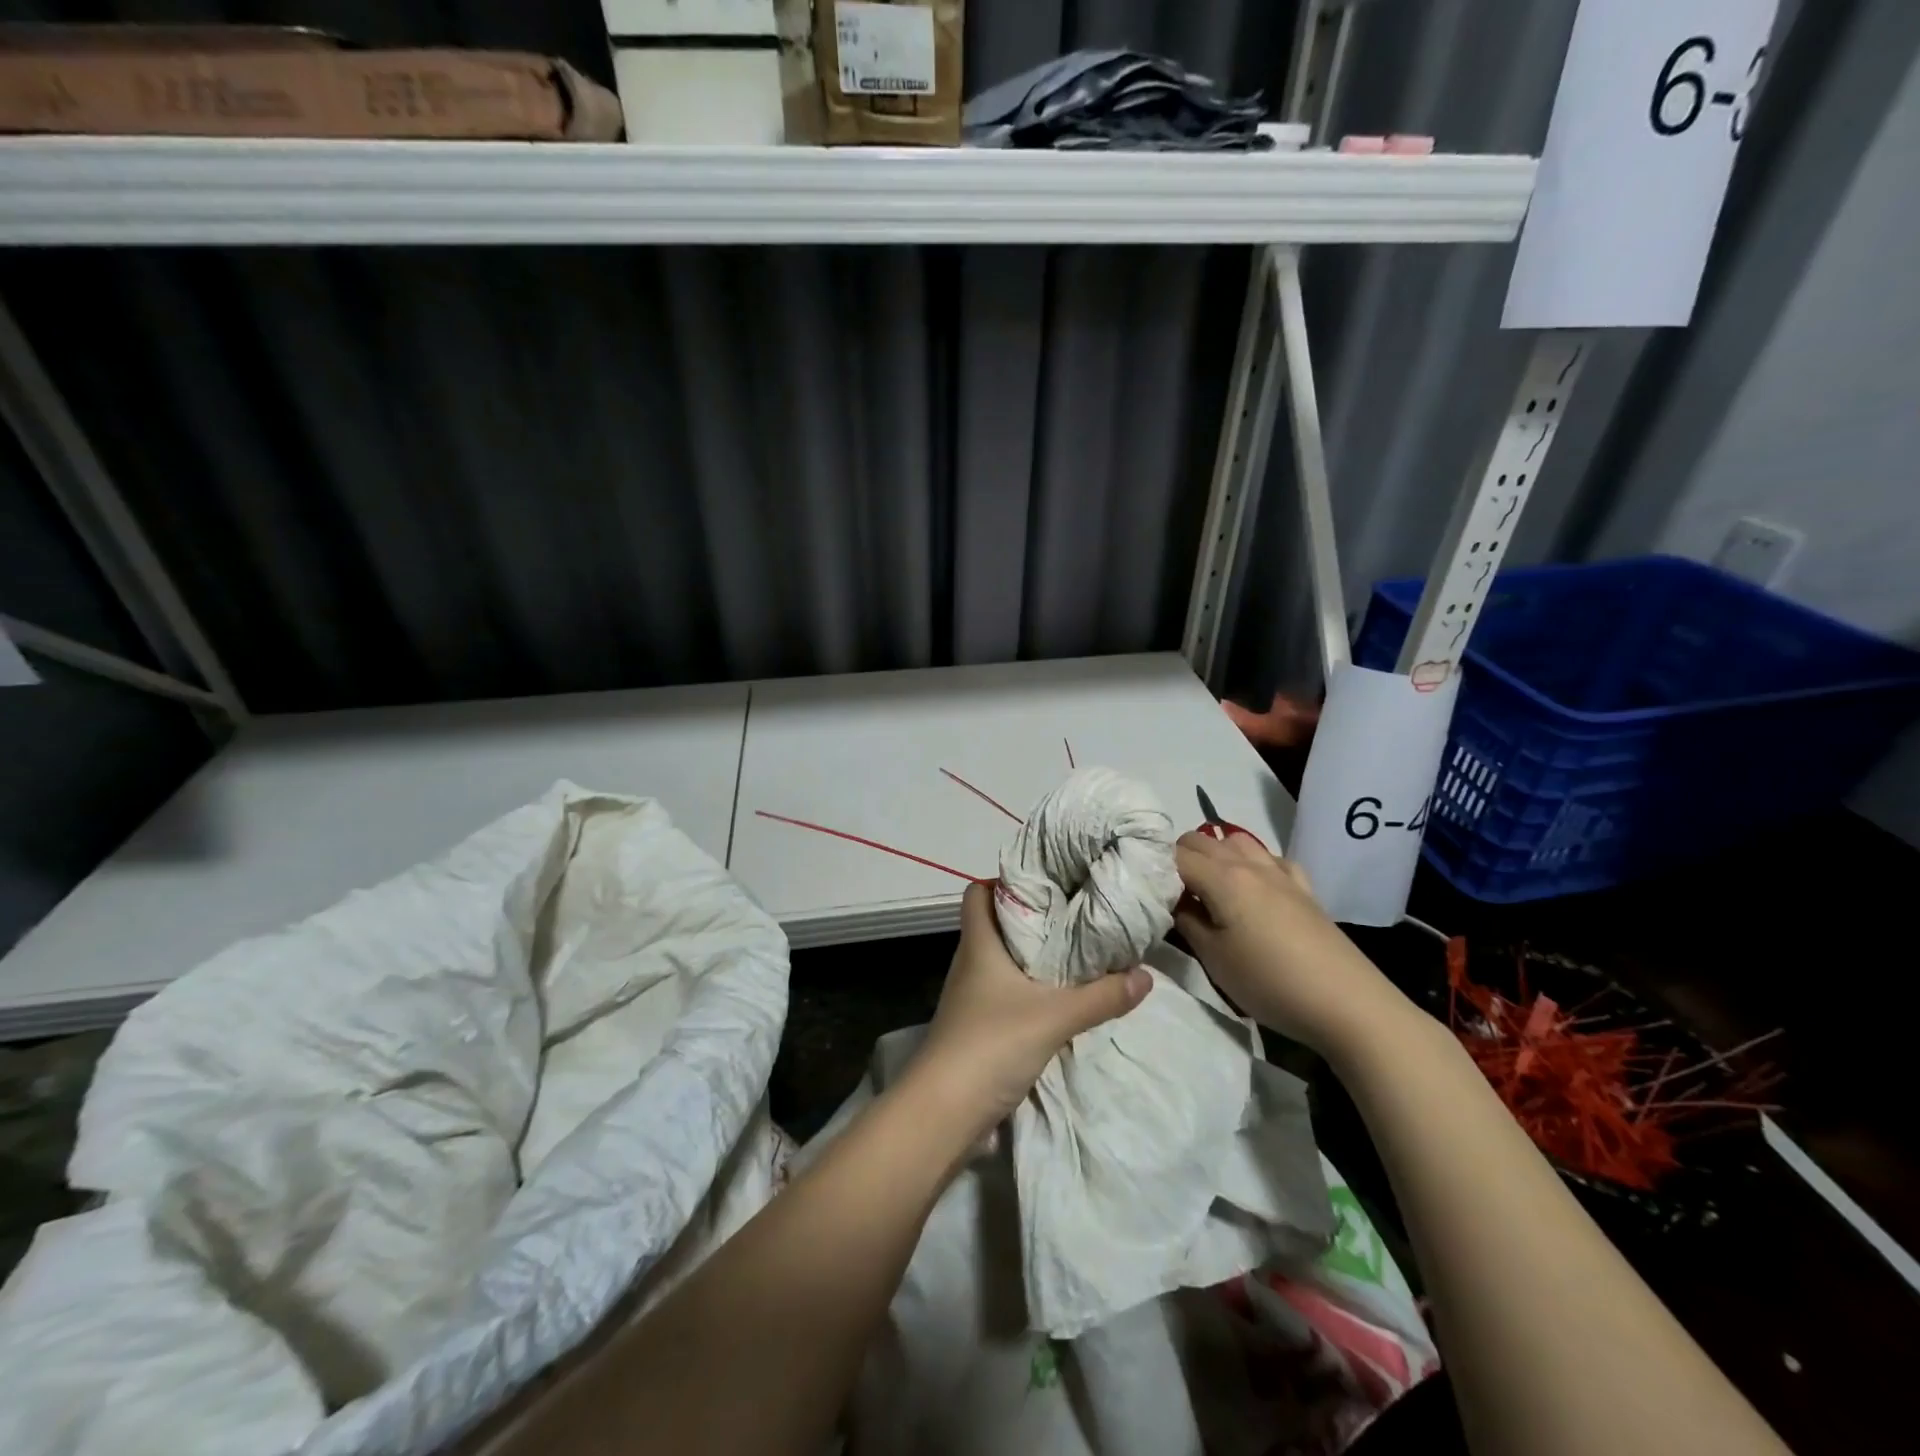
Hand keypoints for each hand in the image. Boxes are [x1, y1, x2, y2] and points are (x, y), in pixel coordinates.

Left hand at [911, 881, 1151, 1138]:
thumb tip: (1146, 975)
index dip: (1006, 881)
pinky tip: (1062, 1000)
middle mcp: (971, 963)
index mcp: (978, 944)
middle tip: (1078, 915)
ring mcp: (972, 997)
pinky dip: (1031, 991)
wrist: (945, 1112)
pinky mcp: (979, 1027)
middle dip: (1034, 918)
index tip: (1049, 881)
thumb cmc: (990, 1044)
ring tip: (1078, 953)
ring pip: (1004, 961)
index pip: (979, 892)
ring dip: (1035, 957)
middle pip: (997, 925)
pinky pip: (1008, 994)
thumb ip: (1101, 996)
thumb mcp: (1054, 1017)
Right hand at [1173, 832, 1408, 1056]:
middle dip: (1179, 857)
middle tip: (1170, 892)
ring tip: (1207, 887)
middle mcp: (1249, 864)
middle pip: (1202, 839)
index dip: (1154, 869)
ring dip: (1215, 854)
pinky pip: (1269, 858)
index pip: (1174, 855)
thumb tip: (1172, 901)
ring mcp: (1280, 873)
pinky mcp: (1304, 889)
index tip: (1145, 891)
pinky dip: (1252, 862)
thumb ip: (1186, 921)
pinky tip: (1253, 887)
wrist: (1348, 1004)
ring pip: (1236, 840)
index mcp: (1223, 878)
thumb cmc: (1270, 982)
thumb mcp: (1213, 959)